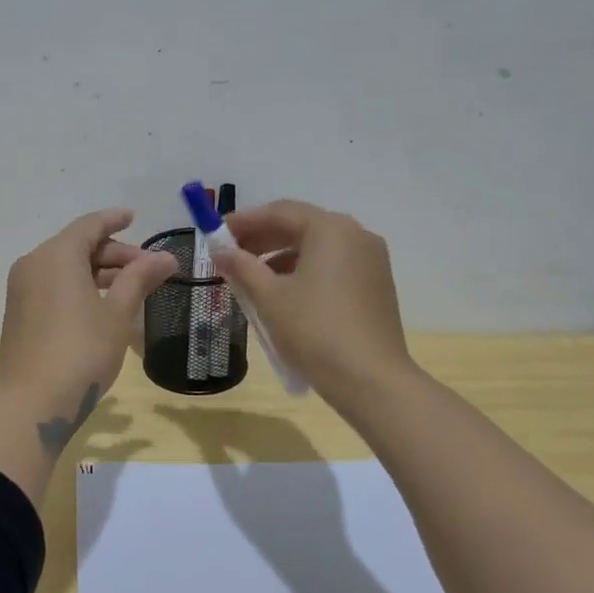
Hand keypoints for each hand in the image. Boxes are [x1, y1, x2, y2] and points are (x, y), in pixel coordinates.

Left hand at [0, 209, 176, 443]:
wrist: (30, 404)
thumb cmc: (81, 351)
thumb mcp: (117, 314)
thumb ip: (139, 279)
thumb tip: (166, 257)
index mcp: (56, 255)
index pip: (89, 225)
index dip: (114, 219)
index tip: (134, 217)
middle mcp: (34, 264)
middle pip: (77, 245)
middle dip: (113, 253)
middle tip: (147, 268)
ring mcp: (22, 290)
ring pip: (65, 268)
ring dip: (97, 272)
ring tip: (131, 288)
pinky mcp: (19, 314)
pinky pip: (53, 287)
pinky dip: (79, 287)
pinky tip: (102, 306)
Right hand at [211, 200, 414, 408]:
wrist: (371, 381)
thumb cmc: (315, 330)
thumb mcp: (270, 297)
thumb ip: (242, 267)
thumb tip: (220, 251)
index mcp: (330, 229)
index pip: (280, 212)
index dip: (245, 220)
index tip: (217, 232)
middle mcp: (356, 235)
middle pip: (301, 227)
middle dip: (262, 239)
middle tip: (230, 254)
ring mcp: (371, 261)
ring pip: (317, 248)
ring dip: (281, 257)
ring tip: (251, 278)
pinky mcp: (376, 285)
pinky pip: (333, 266)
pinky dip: (305, 272)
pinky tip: (283, 294)